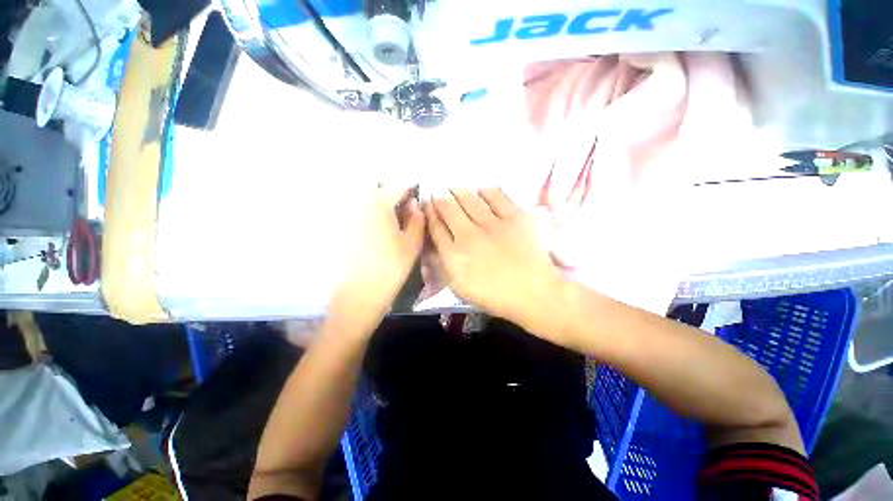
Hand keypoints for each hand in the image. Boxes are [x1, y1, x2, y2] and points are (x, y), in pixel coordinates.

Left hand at [332, 186, 424, 324]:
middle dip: (389, 189)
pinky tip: (376, 228)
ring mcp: (344, 213)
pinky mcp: (338, 226)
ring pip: (362, 194)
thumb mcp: (412, 244)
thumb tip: (415, 205)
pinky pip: (353, 209)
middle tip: (401, 205)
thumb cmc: (390, 268)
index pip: (398, 184)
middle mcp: (357, 201)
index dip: (411, 187)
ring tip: (390, 216)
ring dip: (377, 199)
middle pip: (374, 182)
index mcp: (378, 203)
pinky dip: (366, 211)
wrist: (359, 294)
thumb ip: (417, 220)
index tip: (417, 196)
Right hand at [425, 188, 563, 331]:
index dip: (429, 214)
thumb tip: (437, 243)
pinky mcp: (514, 217)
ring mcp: (492, 224)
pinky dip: (487, 191)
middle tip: (438, 191)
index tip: (426, 205)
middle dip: (440, 198)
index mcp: (454, 255)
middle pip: (449, 210)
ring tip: (455, 187)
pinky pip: (497, 197)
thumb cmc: (494, 295)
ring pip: (470, 200)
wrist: (532, 292)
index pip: (436, 228)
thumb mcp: (460, 287)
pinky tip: (482, 189)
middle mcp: (469, 235)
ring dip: (459, 191)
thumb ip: (445, 263)